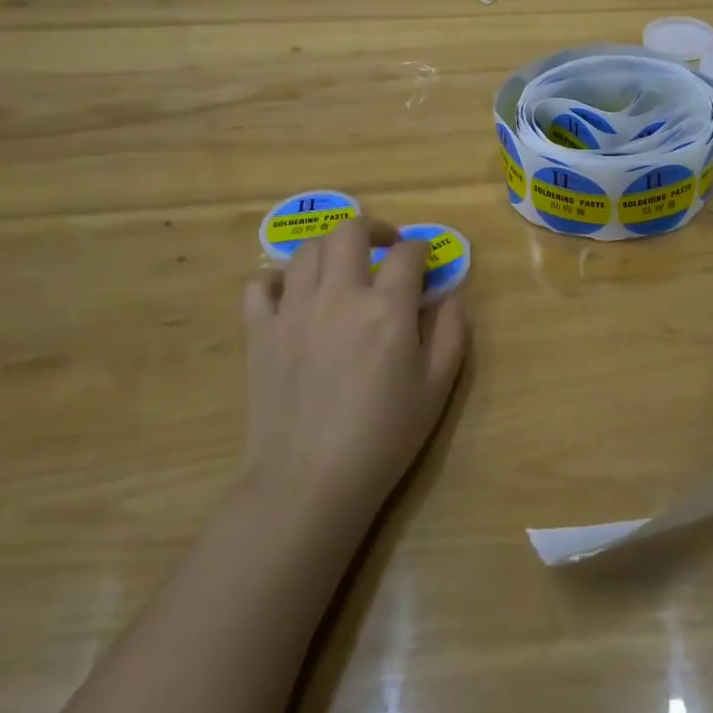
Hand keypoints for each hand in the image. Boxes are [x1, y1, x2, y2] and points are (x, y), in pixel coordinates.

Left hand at [240, 218, 468, 518]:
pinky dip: (276, 280)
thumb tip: (452, 296)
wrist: (309, 482)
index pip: (408, 253)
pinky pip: (260, 286)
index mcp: (387, 308)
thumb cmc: (383, 438)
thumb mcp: (436, 389)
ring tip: (342, 268)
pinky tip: (292, 294)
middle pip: (351, 231)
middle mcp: (339, 296)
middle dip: (374, 229)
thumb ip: (451, 333)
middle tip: (385, 247)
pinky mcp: (260, 332)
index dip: (421, 249)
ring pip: (308, 251)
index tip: (425, 261)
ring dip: (331, 249)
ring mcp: (293, 310)